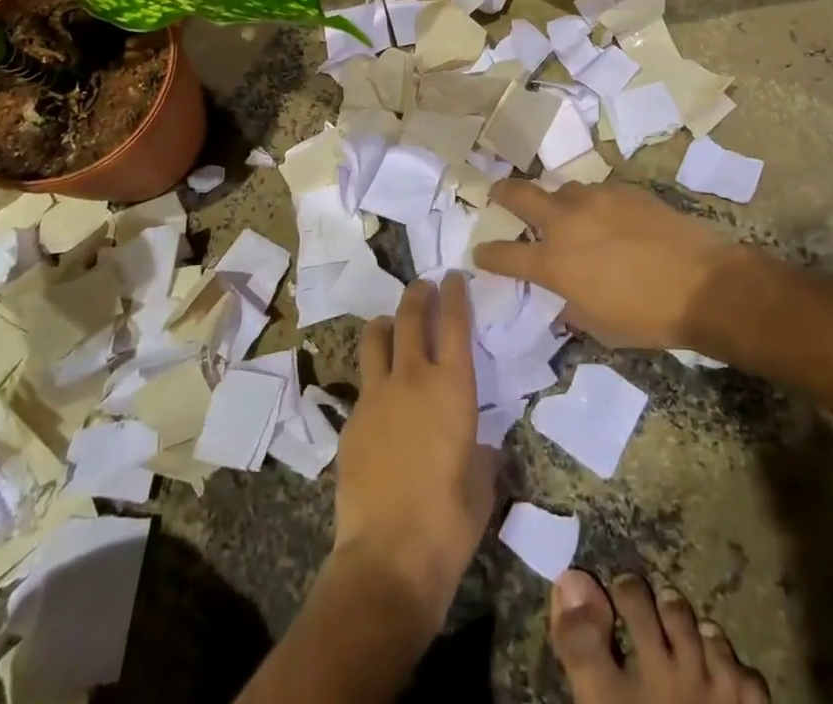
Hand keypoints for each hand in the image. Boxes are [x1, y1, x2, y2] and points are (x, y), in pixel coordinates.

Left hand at [333, 272, 494, 618]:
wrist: (388, 557)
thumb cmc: (450, 521)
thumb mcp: (482, 482)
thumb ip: (481, 452)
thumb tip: (479, 446)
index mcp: (452, 387)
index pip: (454, 322)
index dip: (455, 293)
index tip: (453, 275)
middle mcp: (412, 378)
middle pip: (410, 316)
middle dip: (418, 294)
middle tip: (424, 286)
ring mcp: (375, 396)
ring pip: (376, 337)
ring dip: (387, 324)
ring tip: (393, 326)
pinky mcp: (350, 420)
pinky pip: (363, 384)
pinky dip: (374, 378)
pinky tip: (381, 400)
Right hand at [473, 179, 738, 349]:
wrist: (702, 284)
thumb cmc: (648, 317)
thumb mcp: (600, 327)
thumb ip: (572, 308)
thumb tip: (564, 301)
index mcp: (554, 262)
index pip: (505, 255)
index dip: (488, 254)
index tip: (480, 252)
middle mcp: (566, 223)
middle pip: (520, 195)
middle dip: (503, 193)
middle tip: (497, 193)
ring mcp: (596, 199)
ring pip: (563, 190)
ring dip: (558, 202)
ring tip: (568, 214)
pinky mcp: (624, 189)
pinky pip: (598, 192)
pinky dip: (595, 204)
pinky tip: (610, 217)